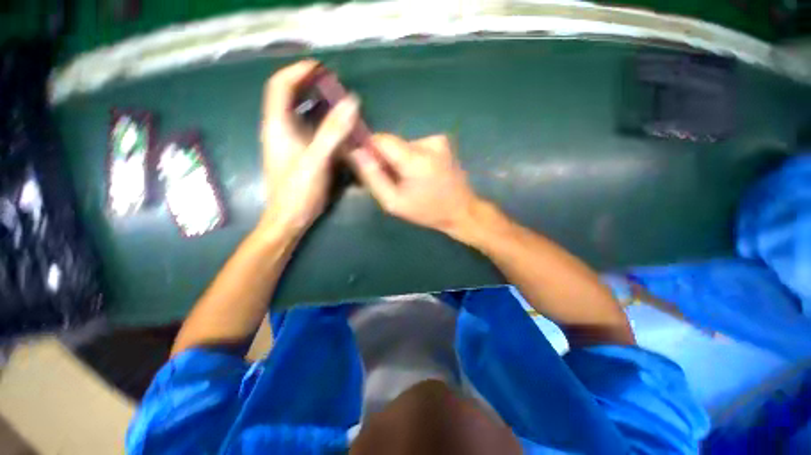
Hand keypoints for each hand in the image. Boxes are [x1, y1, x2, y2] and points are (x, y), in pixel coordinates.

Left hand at [258, 60, 358, 236]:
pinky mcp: (299, 154)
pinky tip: (337, 129)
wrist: (290, 218)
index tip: (320, 67)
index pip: (280, 86)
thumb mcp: (316, 160)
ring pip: (301, 114)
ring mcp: (290, 142)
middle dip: (309, 85)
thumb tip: (352, 102)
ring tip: (339, 102)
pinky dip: (322, 123)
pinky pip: (309, 130)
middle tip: (333, 84)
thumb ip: (333, 132)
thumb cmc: (299, 191)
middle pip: (289, 97)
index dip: (298, 72)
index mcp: (277, 126)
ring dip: (318, 104)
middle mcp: (280, 129)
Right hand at [349, 133, 481, 233]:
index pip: (380, 139)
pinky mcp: (442, 142)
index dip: (369, 149)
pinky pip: (415, 146)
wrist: (461, 211)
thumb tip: (356, 152)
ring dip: (399, 160)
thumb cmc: (427, 211)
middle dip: (385, 159)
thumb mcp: (394, 202)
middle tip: (391, 180)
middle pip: (392, 143)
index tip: (368, 166)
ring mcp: (438, 140)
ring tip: (408, 180)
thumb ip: (373, 177)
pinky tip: (419, 174)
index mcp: (416, 159)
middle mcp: (428, 142)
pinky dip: (411, 158)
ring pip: (403, 145)